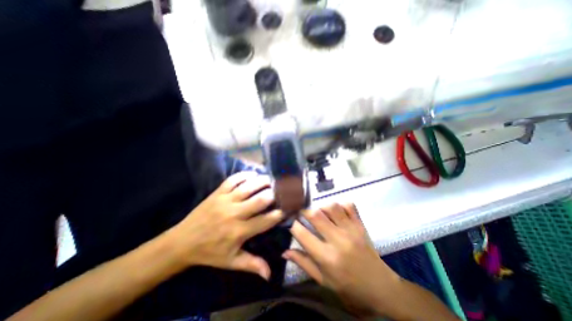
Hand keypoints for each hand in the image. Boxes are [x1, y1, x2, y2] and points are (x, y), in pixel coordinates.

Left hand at [170, 171, 285, 278]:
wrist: (182, 242)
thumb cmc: (210, 252)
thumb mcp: (231, 262)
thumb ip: (251, 265)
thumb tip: (269, 275)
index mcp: (239, 232)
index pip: (265, 221)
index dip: (278, 214)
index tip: (287, 208)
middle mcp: (234, 214)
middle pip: (259, 200)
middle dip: (273, 194)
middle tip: (281, 191)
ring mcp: (225, 200)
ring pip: (248, 187)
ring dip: (262, 182)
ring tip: (271, 180)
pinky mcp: (217, 193)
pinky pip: (232, 180)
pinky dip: (244, 175)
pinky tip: (252, 174)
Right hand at [282, 203, 397, 315]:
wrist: (380, 287)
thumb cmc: (348, 287)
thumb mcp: (323, 280)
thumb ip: (303, 263)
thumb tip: (284, 251)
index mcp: (327, 257)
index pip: (302, 234)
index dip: (294, 225)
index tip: (292, 223)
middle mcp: (338, 240)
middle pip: (316, 215)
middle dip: (304, 211)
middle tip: (302, 213)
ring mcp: (351, 230)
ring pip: (332, 206)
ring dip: (322, 207)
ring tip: (320, 213)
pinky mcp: (360, 225)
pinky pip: (349, 206)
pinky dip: (340, 205)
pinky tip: (337, 212)